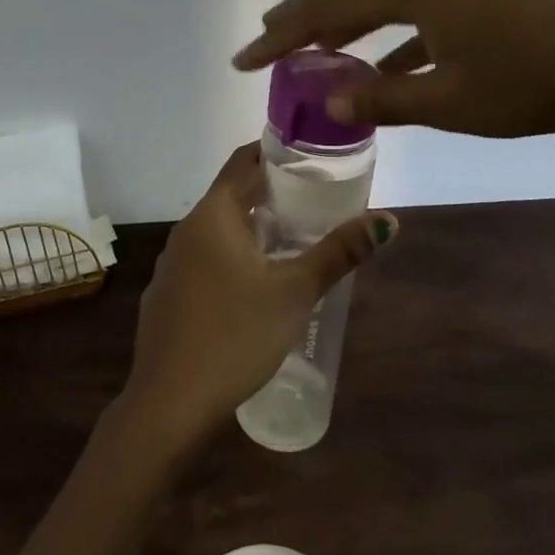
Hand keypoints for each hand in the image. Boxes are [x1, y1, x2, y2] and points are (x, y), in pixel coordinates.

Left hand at [122, 143, 395, 444]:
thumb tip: (387, 219)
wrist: (169, 402)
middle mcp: (187, 229)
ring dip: (254, 227)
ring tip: (295, 238)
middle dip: (272, 193)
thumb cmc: (236, 335)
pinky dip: (233, 256)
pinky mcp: (167, 294)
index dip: (277, 153)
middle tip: (316, 199)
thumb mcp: (295, 293)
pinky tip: (255, 284)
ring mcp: (172, 263)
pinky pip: (205, 259)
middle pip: (232, 195)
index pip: (244, 161)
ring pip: (218, 230)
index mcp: (213, 215)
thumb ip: (339, 253)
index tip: (312, 157)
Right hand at [232, 0, 554, 137]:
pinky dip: (383, 37)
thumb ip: (385, 99)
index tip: (243, 59)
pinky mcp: (478, 2)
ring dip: (340, 21)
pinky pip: (412, 14)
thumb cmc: (536, 80)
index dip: (282, 35)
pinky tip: (376, 65)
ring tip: (307, 46)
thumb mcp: (453, 101)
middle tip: (265, 41)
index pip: (328, 7)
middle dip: (303, 16)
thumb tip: (327, 99)